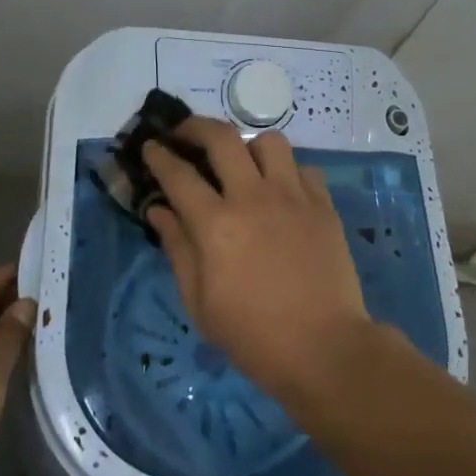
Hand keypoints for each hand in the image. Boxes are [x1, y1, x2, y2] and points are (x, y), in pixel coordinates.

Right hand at [142, 117, 371, 402]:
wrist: (324, 348)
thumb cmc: (253, 336)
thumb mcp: (200, 303)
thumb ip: (178, 249)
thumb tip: (159, 211)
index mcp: (216, 225)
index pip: (179, 175)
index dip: (159, 156)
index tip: (151, 146)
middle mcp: (253, 197)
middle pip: (222, 138)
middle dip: (196, 127)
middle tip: (185, 135)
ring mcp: (293, 196)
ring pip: (269, 141)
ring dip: (248, 145)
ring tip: (241, 162)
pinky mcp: (323, 205)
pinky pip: (303, 167)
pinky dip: (287, 172)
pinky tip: (281, 190)